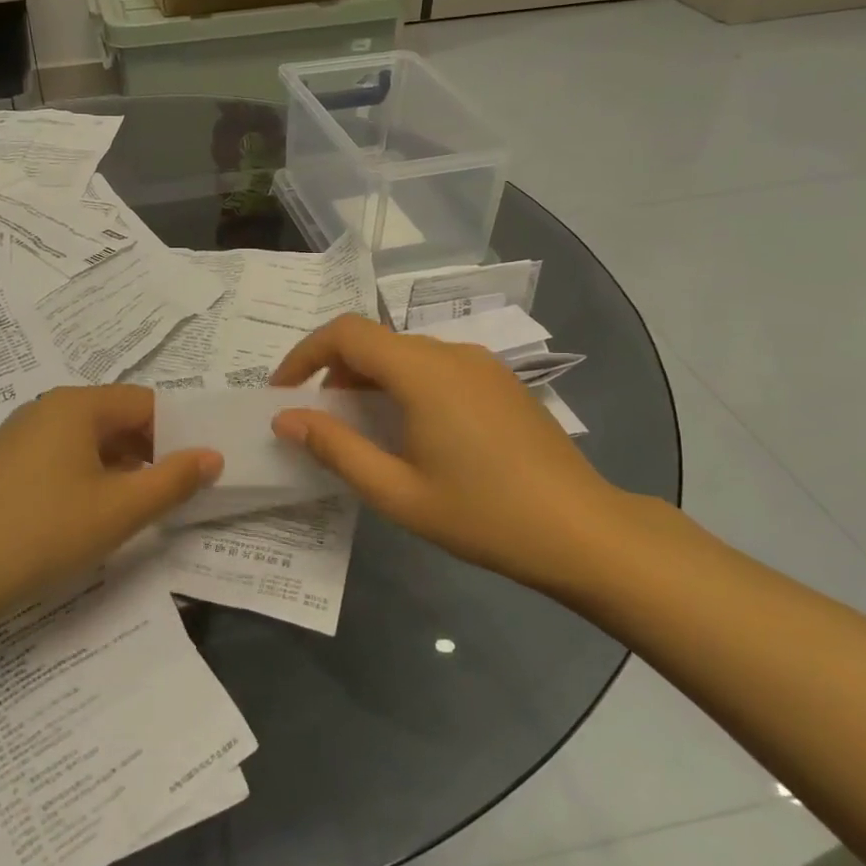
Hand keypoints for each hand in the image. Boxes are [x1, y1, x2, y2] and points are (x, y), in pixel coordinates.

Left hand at [0, 384, 221, 629]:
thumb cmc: (39, 534)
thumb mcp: (118, 512)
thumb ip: (173, 481)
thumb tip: (213, 455)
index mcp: (77, 406)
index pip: (146, 403)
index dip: (179, 433)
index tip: (200, 471)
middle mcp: (48, 409)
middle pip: (118, 420)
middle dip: (152, 454)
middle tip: (177, 495)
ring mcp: (22, 437)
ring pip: (90, 443)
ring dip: (122, 471)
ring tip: (140, 511)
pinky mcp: (5, 467)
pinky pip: (63, 460)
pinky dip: (90, 480)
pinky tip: (92, 518)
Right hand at [269, 315, 628, 590]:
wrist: (583, 531)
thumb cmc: (483, 515)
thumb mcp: (396, 491)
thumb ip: (336, 448)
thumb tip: (286, 418)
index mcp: (422, 371)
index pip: (346, 333)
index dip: (304, 354)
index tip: (282, 392)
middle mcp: (451, 352)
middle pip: (375, 341)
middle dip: (334, 372)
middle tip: (318, 421)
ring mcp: (482, 364)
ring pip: (406, 354)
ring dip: (370, 380)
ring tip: (360, 431)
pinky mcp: (500, 381)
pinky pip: (436, 367)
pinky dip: (404, 385)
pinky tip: (410, 432)